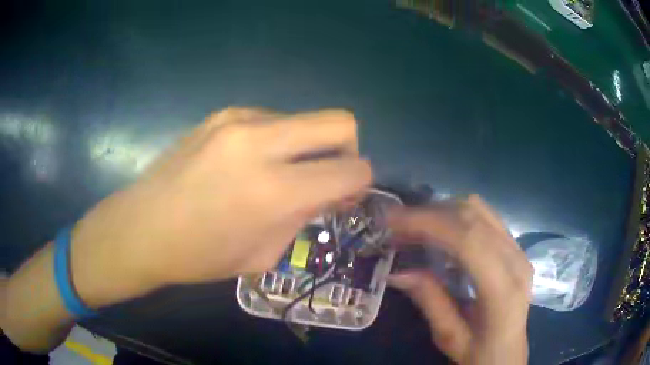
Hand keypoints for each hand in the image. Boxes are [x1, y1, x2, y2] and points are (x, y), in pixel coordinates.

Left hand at [70, 107, 371, 306]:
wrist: (142, 228)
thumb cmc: (200, 256)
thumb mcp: (263, 253)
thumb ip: (304, 216)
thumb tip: (330, 191)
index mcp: (274, 190)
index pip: (351, 170)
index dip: (360, 182)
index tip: (346, 195)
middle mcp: (260, 142)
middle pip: (340, 121)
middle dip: (347, 148)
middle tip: (326, 174)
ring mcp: (238, 120)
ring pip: (304, 119)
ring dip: (305, 146)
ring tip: (277, 173)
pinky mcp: (222, 113)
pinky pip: (271, 119)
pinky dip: (275, 140)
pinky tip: (248, 163)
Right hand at [387, 196, 532, 364]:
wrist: (509, 354)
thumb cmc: (480, 354)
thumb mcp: (449, 337)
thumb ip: (429, 301)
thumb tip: (396, 272)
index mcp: (502, 290)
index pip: (467, 240)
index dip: (428, 223)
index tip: (392, 221)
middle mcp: (516, 261)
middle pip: (473, 216)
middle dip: (430, 213)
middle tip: (396, 225)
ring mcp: (519, 250)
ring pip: (479, 210)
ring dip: (443, 210)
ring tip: (414, 227)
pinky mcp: (516, 248)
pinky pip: (485, 218)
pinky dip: (457, 217)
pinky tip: (439, 233)